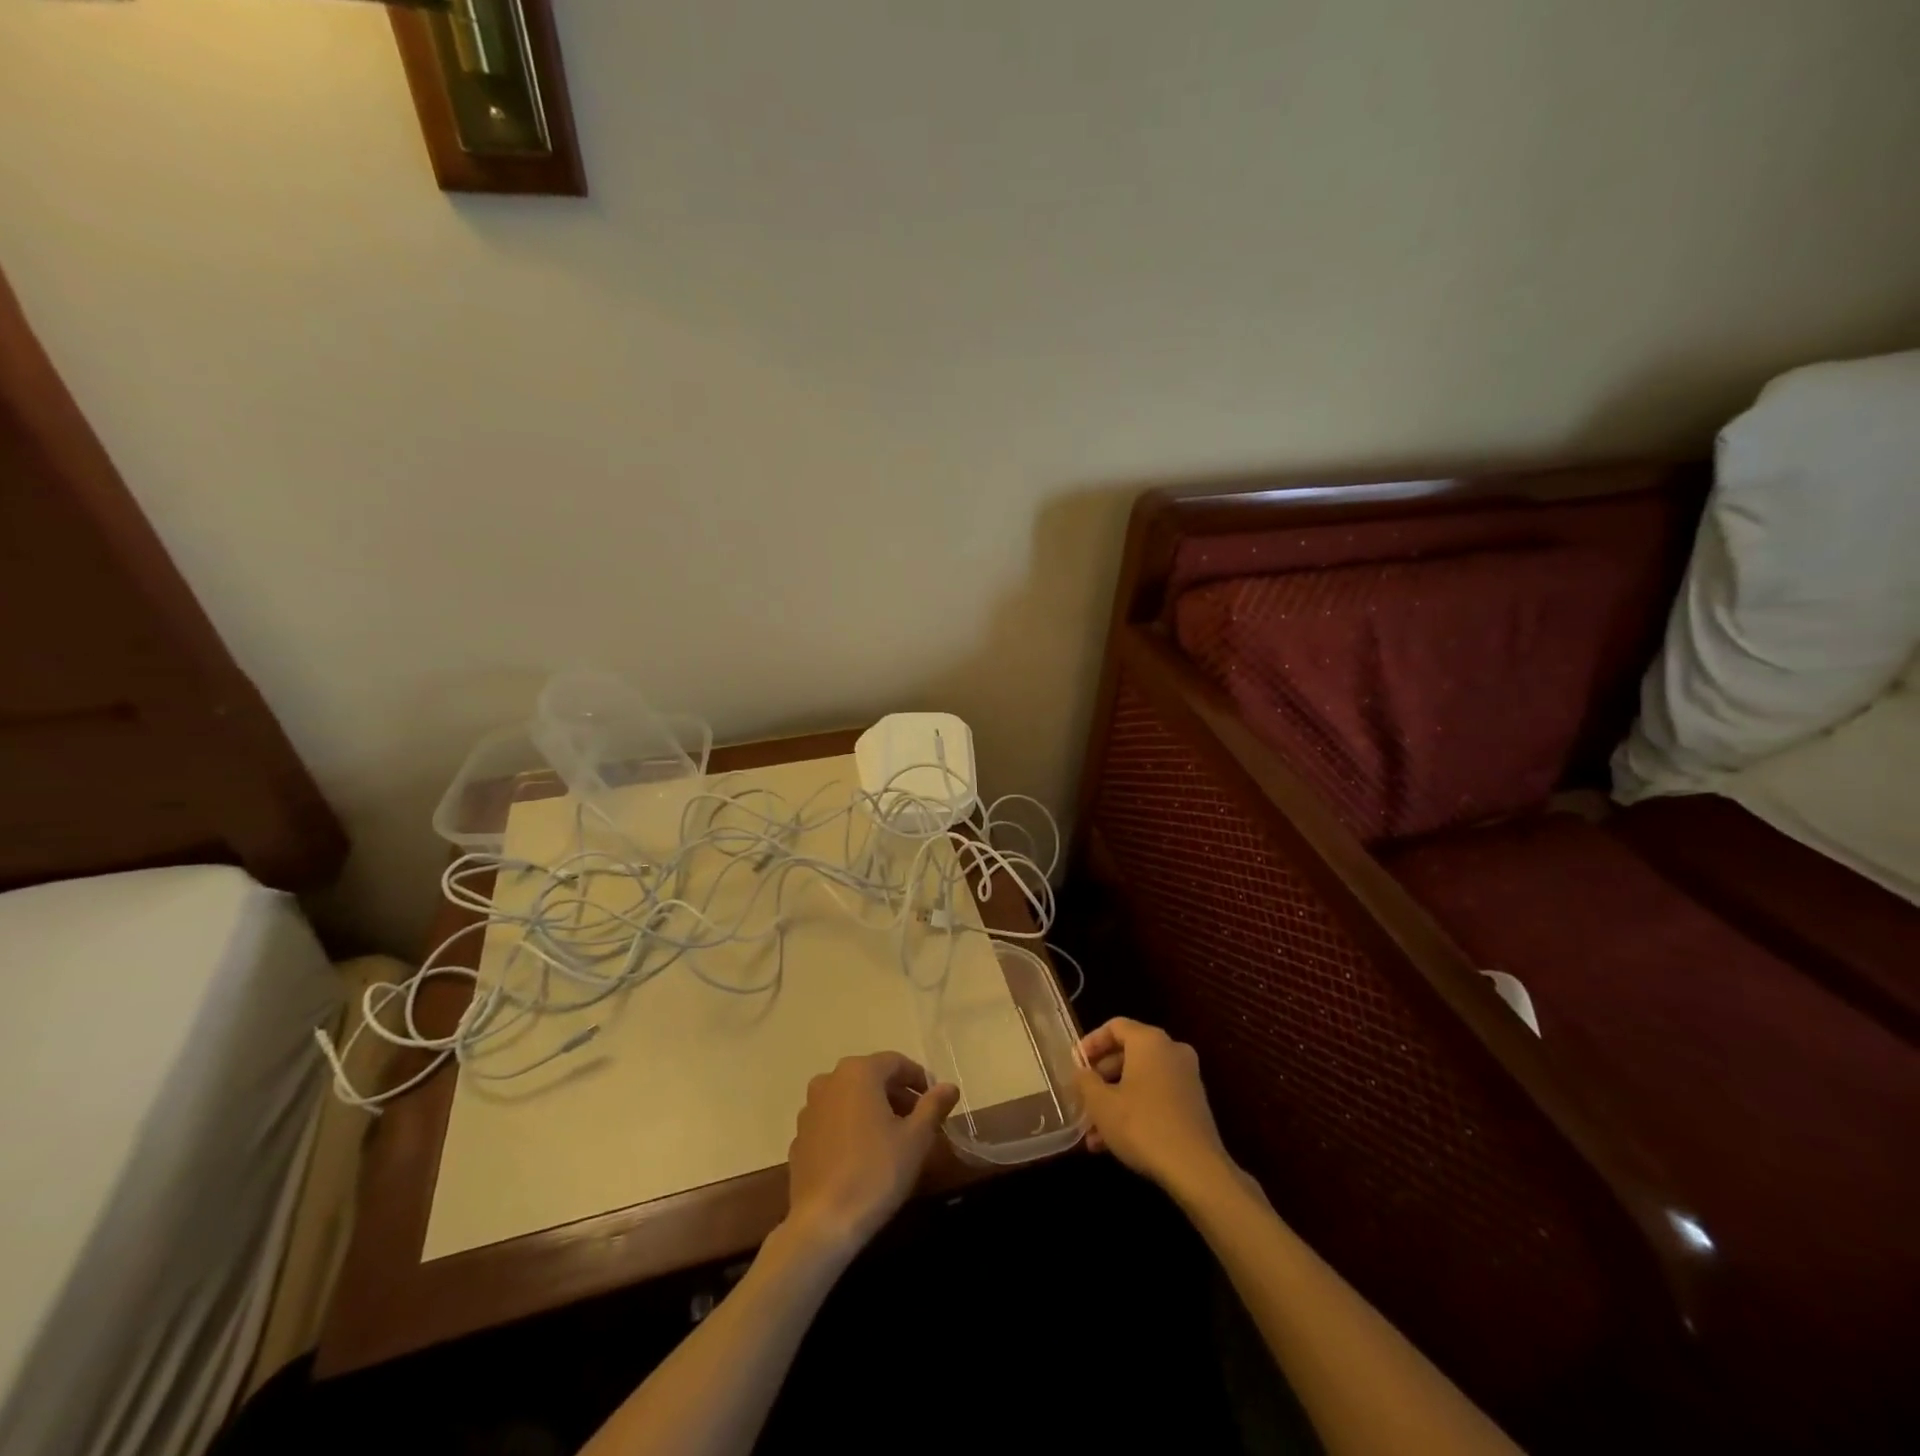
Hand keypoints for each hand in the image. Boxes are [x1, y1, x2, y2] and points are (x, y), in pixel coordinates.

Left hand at [783, 1052, 959, 1257]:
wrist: (823, 1223)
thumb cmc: (876, 1172)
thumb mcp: (916, 1138)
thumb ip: (934, 1106)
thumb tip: (950, 1086)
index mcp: (858, 1072)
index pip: (896, 1063)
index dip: (919, 1079)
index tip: (936, 1102)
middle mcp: (829, 1081)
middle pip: (872, 1078)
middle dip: (897, 1095)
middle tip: (919, 1122)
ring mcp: (810, 1110)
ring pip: (850, 1099)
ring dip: (874, 1110)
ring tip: (894, 1139)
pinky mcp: (799, 1138)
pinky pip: (833, 1122)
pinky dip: (851, 1128)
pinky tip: (863, 1156)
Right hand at [1075, 1018, 1235, 1197]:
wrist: (1196, 1170)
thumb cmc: (1142, 1125)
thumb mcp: (1101, 1103)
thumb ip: (1085, 1081)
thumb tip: (1081, 1072)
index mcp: (1149, 1040)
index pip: (1114, 1026)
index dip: (1090, 1043)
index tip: (1075, 1064)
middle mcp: (1171, 1050)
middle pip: (1128, 1053)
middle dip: (1101, 1077)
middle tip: (1082, 1098)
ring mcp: (1187, 1078)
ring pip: (1141, 1079)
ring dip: (1115, 1100)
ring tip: (1092, 1131)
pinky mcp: (1194, 1104)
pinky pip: (1157, 1096)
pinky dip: (1135, 1109)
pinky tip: (1114, 1142)